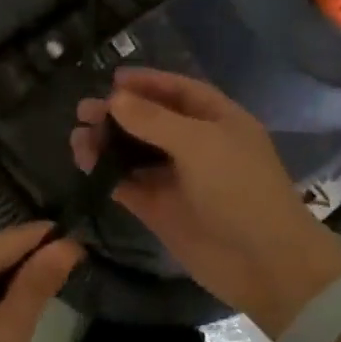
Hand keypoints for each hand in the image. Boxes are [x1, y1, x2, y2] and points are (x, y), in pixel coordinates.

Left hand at [0, 223, 82, 341]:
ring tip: (45, 296)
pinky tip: (5, 316)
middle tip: (70, 275)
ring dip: (7, 282)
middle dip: (27, 262)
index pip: (8, 239)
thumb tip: (67, 244)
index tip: (84, 244)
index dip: (47, 239)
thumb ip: (38, 284)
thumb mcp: (8, 335)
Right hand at [71, 67, 340, 337]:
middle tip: (84, 110)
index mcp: (218, 120)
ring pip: (135, 153)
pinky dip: (107, 173)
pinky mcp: (160, 209)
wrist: (263, 261)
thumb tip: (113, 99)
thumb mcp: (200, 143)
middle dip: (119, 113)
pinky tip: (85, 163)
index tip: (112, 79)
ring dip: (108, 143)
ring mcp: (177, 179)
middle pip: (151, 121)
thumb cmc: (240, 189)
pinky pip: (128, 184)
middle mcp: (197, 145)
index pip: (179, 91)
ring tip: (77, 137)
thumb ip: (153, 120)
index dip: (147, 82)